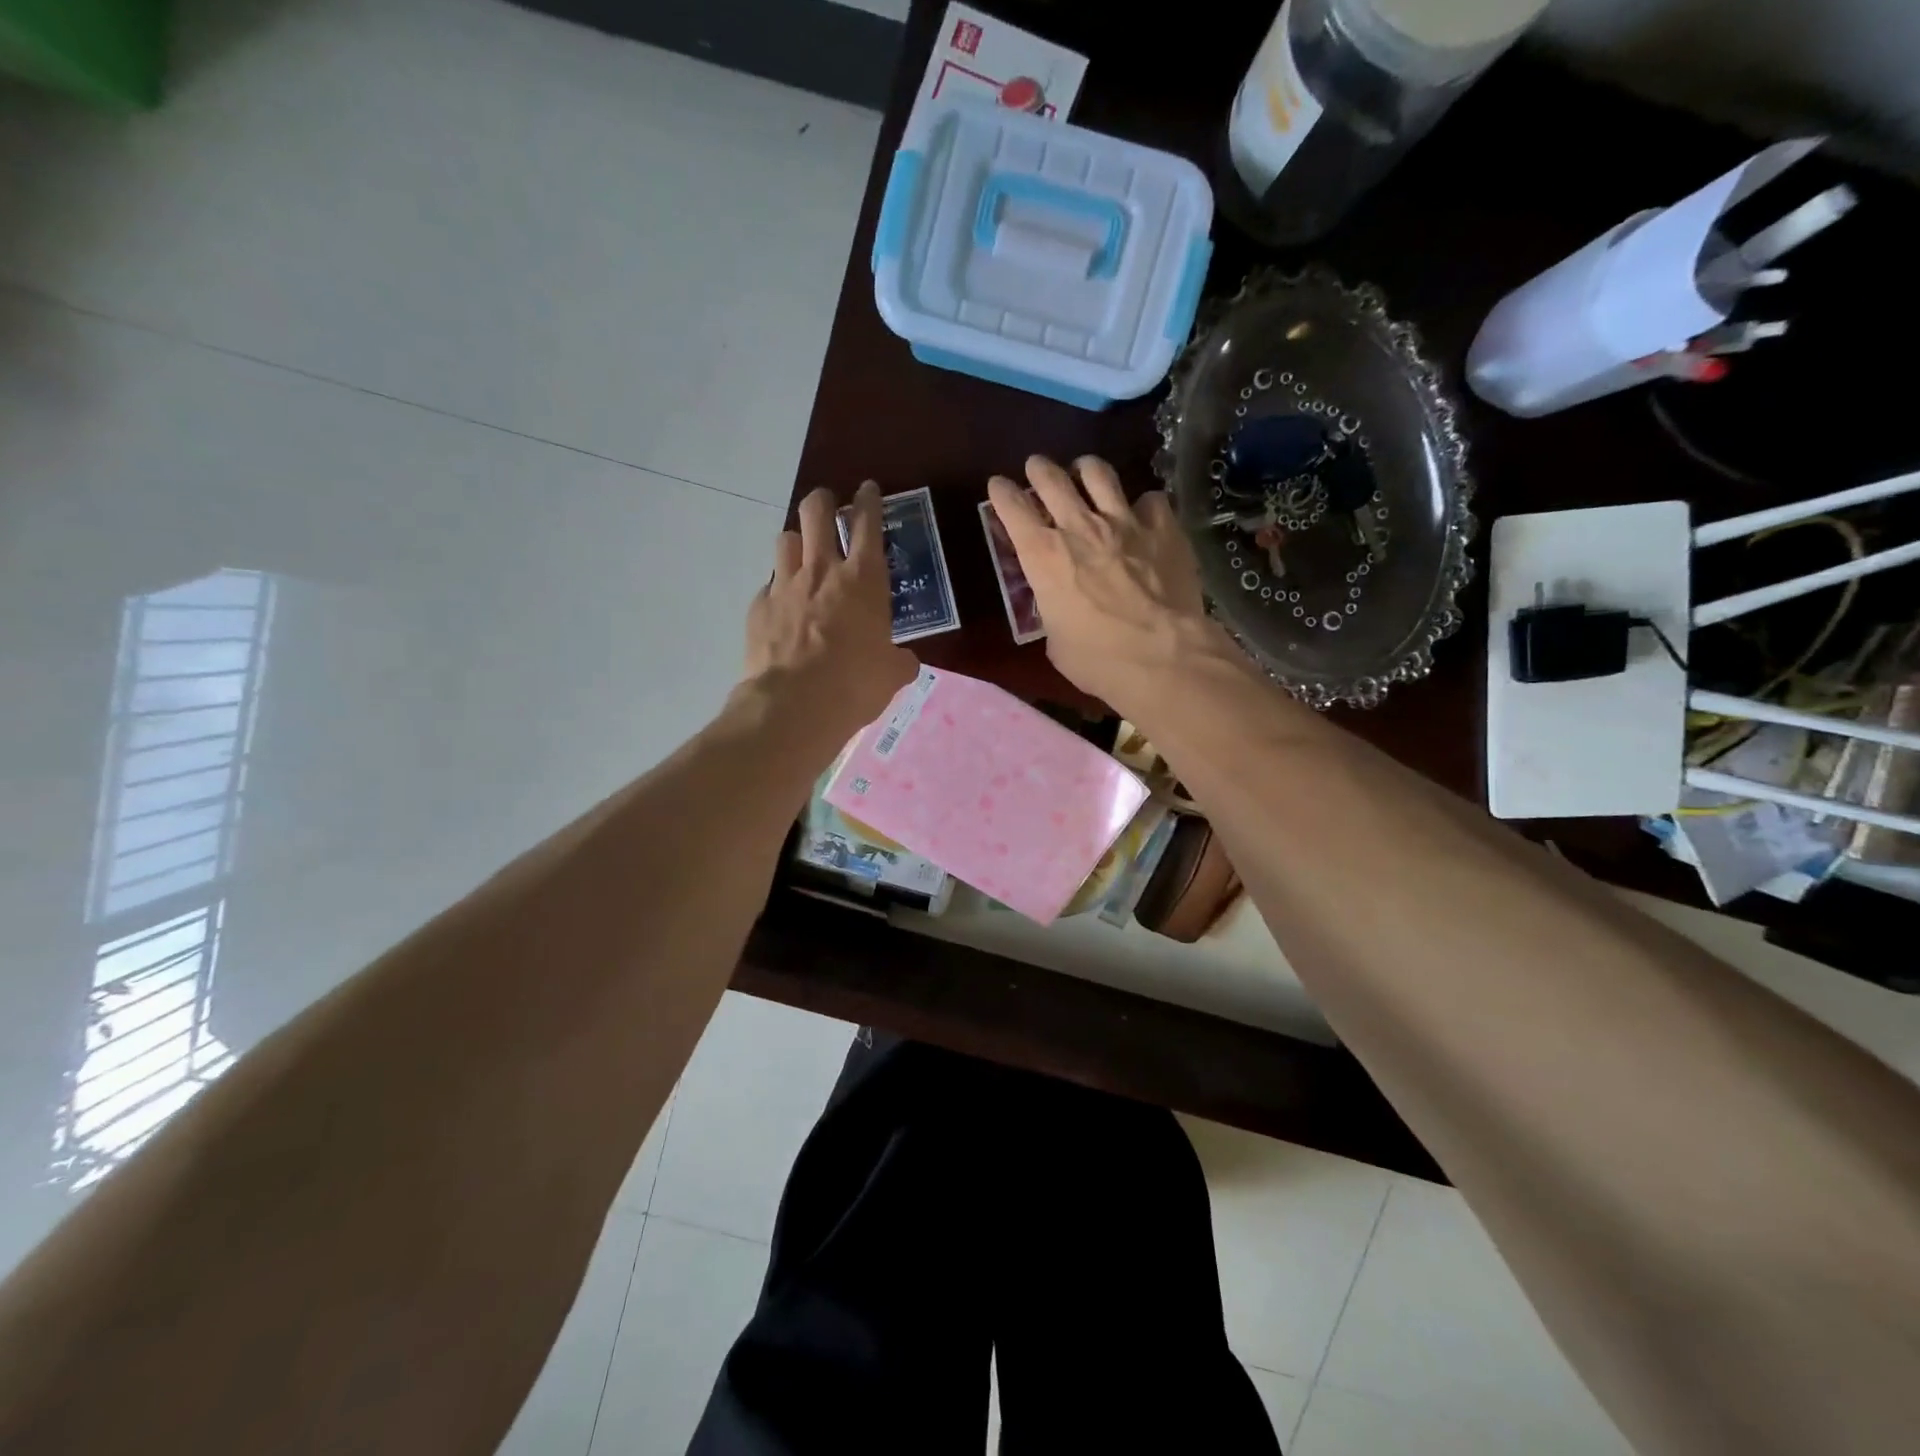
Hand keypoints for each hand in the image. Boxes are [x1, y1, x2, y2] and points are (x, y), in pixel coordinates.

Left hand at [742, 481, 916, 739]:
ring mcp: (785, 585)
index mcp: (864, 580)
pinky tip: (784, 607)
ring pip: (785, 539)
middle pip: (816, 512)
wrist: (794, 705)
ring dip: (796, 541)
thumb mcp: (892, 674)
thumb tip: (903, 661)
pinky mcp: (759, 607)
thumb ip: (899, 659)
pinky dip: (779, 588)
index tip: (867, 490)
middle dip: (823, 500)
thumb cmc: (855, 684)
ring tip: (802, 555)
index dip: (869, 501)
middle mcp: (822, 571)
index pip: (868, 523)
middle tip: (828, 507)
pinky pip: (769, 584)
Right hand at [988, 455, 1228, 710]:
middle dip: (1039, 469)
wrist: (1160, 656)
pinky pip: (1150, 500)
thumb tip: (1061, 606)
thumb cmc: (1097, 659)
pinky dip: (1143, 505)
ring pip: (1099, 473)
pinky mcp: (1163, 528)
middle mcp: (1079, 527)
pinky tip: (1144, 515)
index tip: (998, 486)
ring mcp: (1124, 522)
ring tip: (1085, 471)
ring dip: (1086, 469)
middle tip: (1037, 468)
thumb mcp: (1055, 640)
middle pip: (1052, 479)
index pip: (1012, 508)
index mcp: (1043, 556)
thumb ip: (1053, 610)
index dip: (1002, 493)